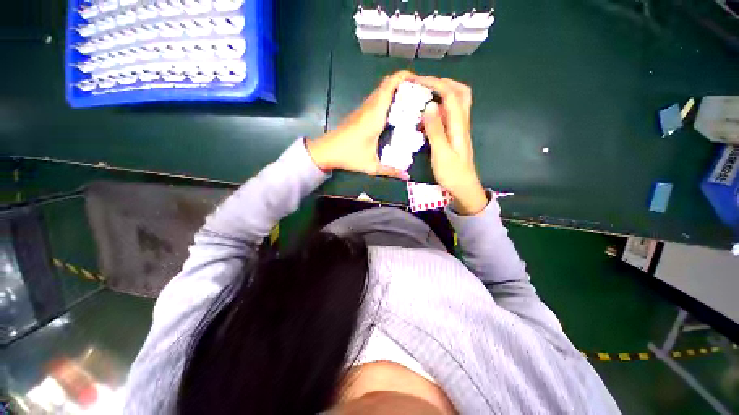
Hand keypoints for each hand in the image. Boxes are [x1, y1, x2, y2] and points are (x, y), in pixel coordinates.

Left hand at [306, 71, 414, 179]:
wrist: (326, 151)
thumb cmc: (349, 156)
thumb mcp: (371, 166)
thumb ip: (391, 171)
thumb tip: (407, 177)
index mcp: (375, 115)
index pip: (390, 85)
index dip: (406, 77)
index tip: (422, 82)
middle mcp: (370, 107)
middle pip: (388, 83)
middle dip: (406, 83)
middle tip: (421, 94)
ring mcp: (364, 108)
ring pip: (382, 89)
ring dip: (397, 89)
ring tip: (413, 100)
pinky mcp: (360, 112)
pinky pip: (377, 97)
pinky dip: (389, 97)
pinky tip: (397, 110)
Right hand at [415, 76, 487, 214]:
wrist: (463, 187)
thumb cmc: (452, 173)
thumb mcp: (441, 153)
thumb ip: (435, 130)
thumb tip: (429, 105)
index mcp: (459, 125)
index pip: (451, 94)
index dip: (436, 83)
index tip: (418, 81)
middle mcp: (462, 122)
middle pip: (461, 92)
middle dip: (444, 82)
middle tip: (425, 84)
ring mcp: (460, 128)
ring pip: (457, 102)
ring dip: (444, 92)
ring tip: (425, 94)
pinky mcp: (455, 135)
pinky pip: (450, 113)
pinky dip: (441, 106)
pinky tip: (429, 113)